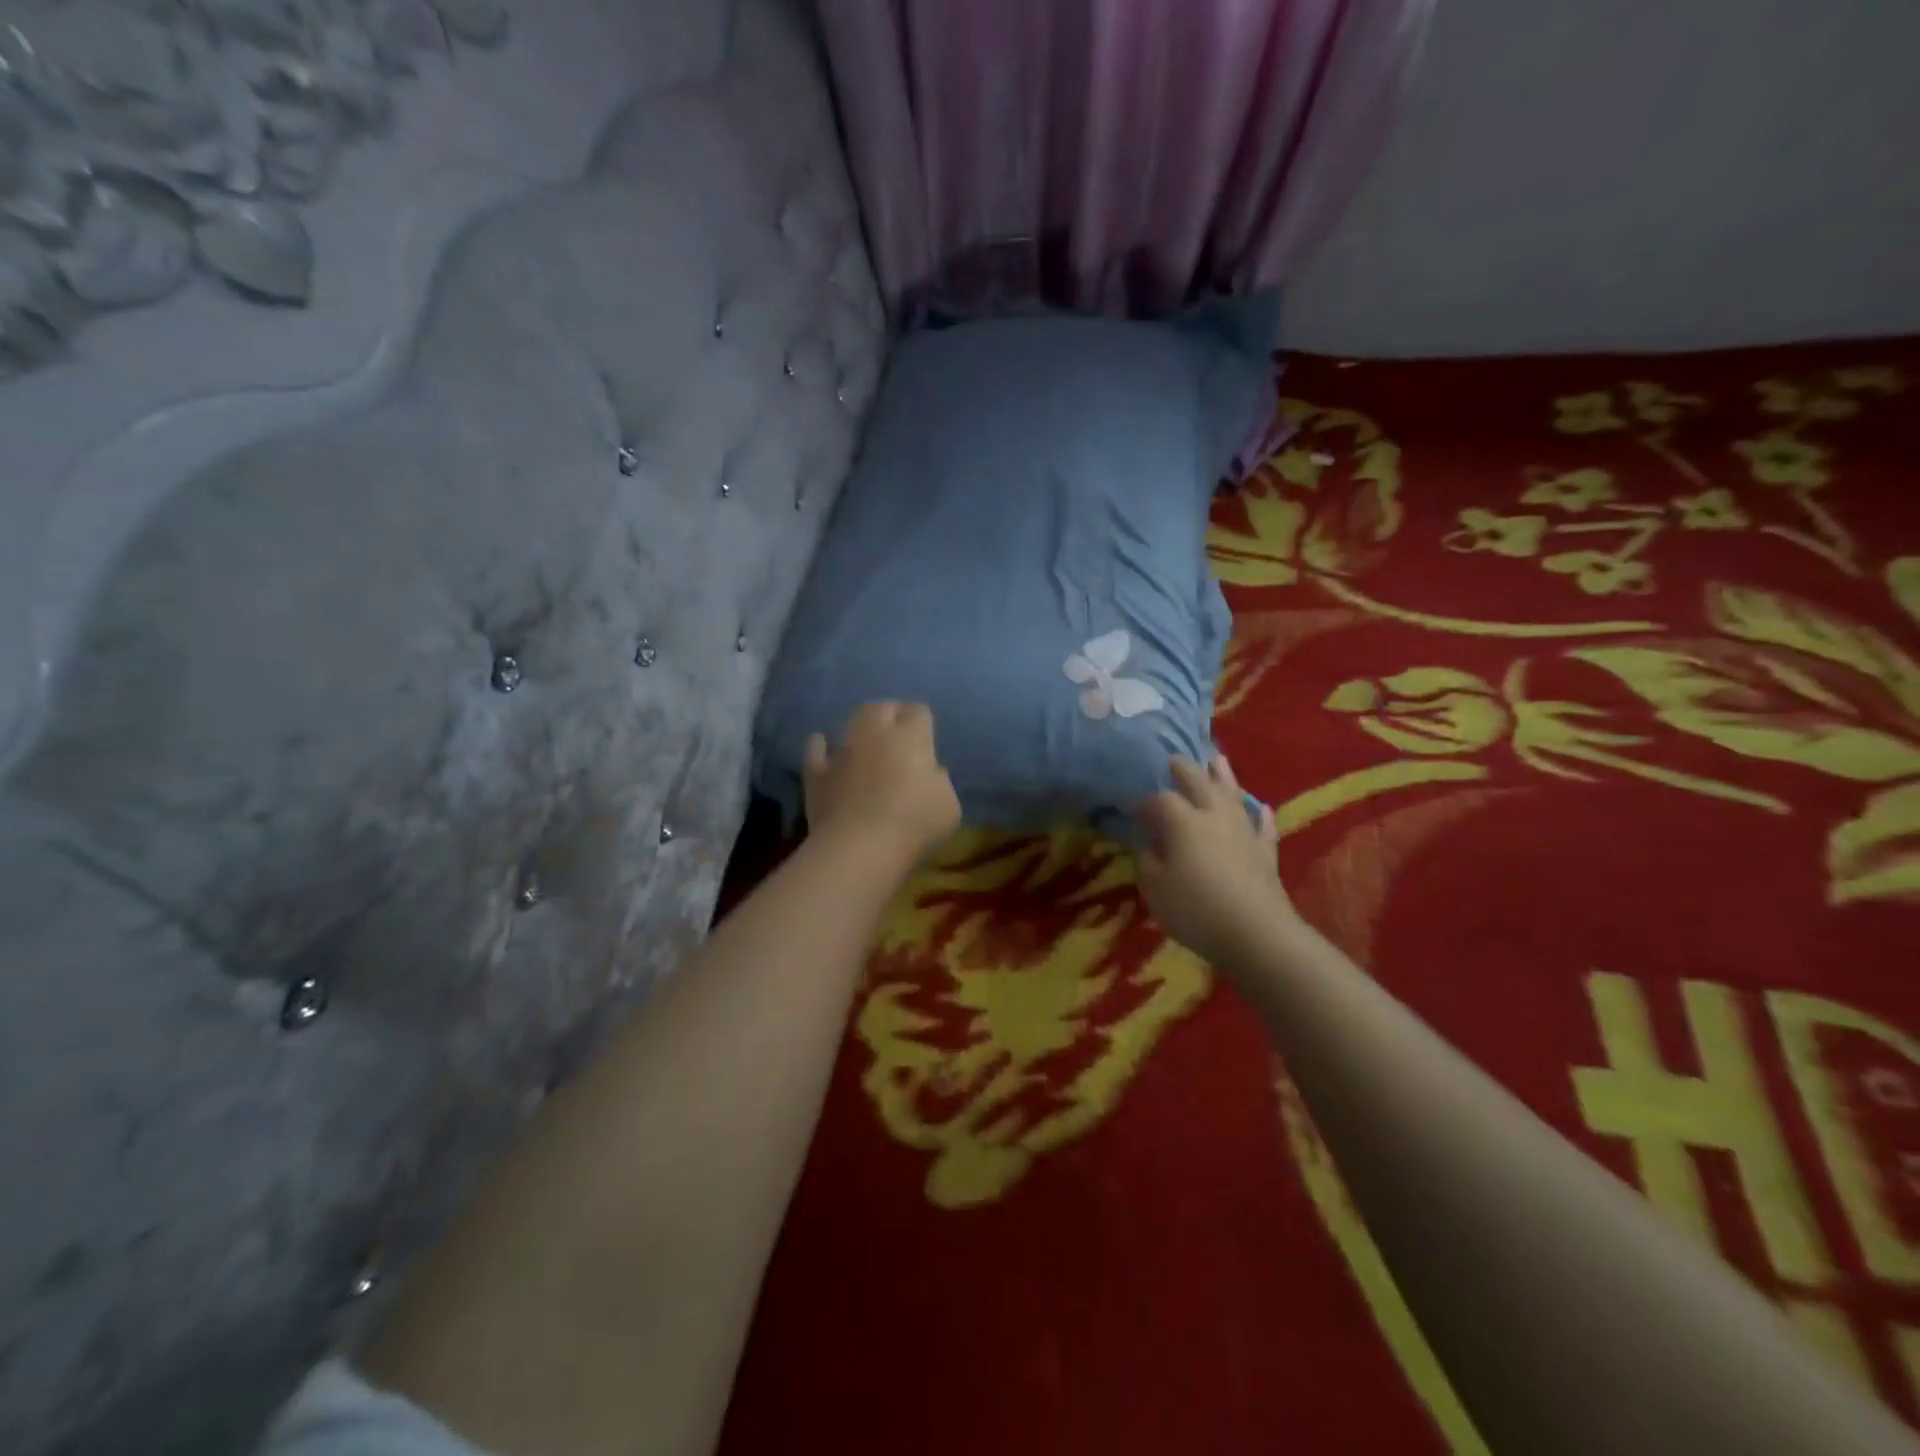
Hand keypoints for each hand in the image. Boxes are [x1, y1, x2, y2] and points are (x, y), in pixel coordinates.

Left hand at [803, 702, 961, 867]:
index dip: (922, 720)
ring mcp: (842, 752)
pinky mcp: (817, 773)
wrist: (860, 847)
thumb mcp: (949, 807)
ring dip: (860, 727)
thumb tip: (931, 773)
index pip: (918, 711)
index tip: (926, 735)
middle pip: (882, 707)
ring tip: (866, 739)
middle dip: (890, 713)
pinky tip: (823, 747)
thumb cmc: (914, 824)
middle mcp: (875, 735)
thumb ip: (940, 783)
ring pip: (850, 722)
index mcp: (911, 738)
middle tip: (897, 731)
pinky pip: (816, 750)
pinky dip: (821, 746)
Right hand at [1134, 755, 1291, 968]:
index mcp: (1183, 822)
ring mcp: (1244, 832)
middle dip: (1184, 770)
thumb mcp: (1155, 887)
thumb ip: (1149, 861)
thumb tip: (1152, 845)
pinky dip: (1261, 815)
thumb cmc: (1195, 909)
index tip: (1133, 810)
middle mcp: (1214, 817)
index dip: (1145, 803)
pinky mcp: (1266, 853)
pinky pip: (1263, 826)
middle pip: (1199, 784)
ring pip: (1233, 795)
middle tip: (1173, 759)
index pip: (1161, 801)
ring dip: (1224, 776)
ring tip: (1217, 759)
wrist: (1256, 933)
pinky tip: (1262, 807)